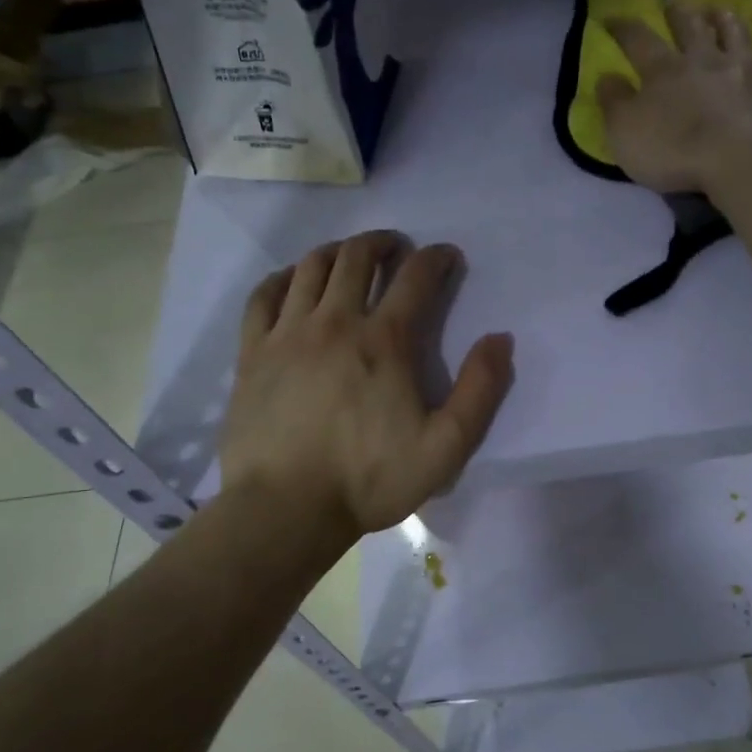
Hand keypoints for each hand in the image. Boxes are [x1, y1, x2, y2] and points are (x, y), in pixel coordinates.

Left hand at [216, 231, 513, 543]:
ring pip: (312, 267)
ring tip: (350, 256)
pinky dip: (285, 277)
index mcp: (385, 342)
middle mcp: (335, 322)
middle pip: (358, 257)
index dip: (437, 258)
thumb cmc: (369, 480)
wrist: (286, 508)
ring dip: (338, 251)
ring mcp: (287, 333)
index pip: (416, 278)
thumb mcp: (445, 448)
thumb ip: (479, 391)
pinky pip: (264, 295)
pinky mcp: (252, 352)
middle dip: (384, 243)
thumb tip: (500, 339)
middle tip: (397, 249)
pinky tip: (294, 281)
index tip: (448, 257)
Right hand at [598, 5, 751, 195]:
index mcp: (664, 70)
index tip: (612, 18)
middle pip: (690, 26)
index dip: (623, 27)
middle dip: (679, 13)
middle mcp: (704, 58)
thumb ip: (613, 104)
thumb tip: (606, 77)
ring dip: (725, 18)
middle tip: (674, 4)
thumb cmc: (676, 151)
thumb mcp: (626, 134)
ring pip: (734, 32)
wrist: (742, 159)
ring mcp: (744, 66)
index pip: (637, 40)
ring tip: (719, 9)